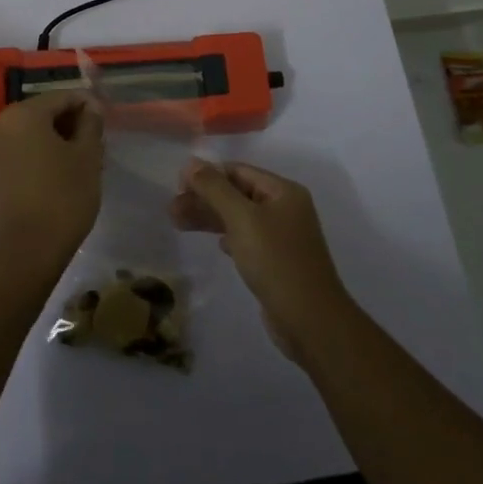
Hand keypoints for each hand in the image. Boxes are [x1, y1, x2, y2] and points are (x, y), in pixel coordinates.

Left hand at [0, 94, 103, 277]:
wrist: (26, 251)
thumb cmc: (63, 196)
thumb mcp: (88, 157)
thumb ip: (91, 124)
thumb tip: (90, 107)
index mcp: (24, 114)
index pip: (62, 97)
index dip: (87, 106)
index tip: (104, 123)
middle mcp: (0, 126)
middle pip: (42, 114)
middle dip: (68, 125)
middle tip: (93, 146)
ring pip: (28, 137)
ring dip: (51, 143)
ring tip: (75, 164)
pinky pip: (16, 157)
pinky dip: (35, 160)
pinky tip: (53, 180)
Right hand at [170, 159, 355, 365]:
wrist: (311, 321)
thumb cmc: (276, 261)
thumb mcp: (242, 219)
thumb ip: (215, 188)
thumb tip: (191, 162)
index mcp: (283, 191)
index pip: (238, 171)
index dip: (207, 175)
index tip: (177, 186)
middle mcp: (285, 208)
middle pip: (237, 194)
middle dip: (204, 199)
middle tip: (172, 210)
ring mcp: (283, 236)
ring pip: (239, 218)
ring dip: (210, 218)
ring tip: (177, 223)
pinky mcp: (278, 261)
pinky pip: (247, 239)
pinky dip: (227, 237)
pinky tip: (216, 245)